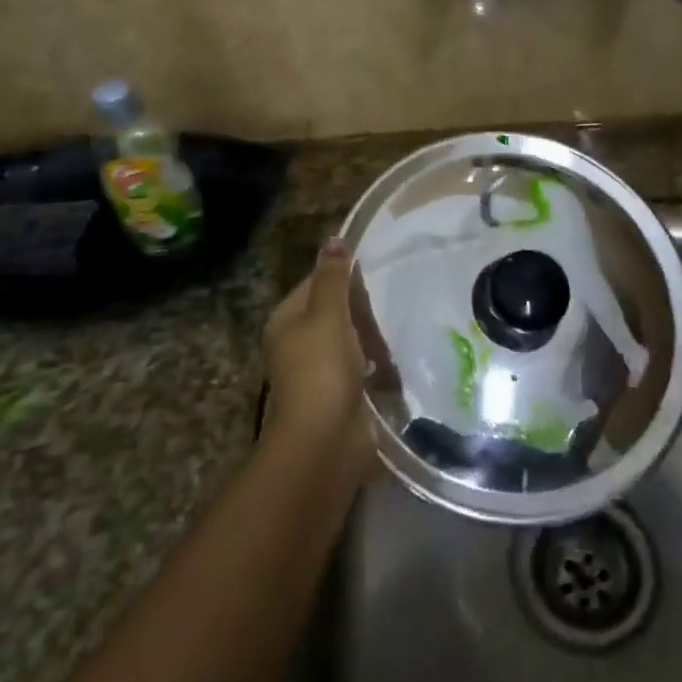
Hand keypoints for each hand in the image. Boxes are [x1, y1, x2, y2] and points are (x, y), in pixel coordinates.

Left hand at [262, 239, 373, 471]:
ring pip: (350, 342)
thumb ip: (333, 278)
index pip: (317, 283)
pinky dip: (376, 368)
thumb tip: (334, 239)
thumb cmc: (322, 369)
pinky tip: (392, 367)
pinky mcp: (339, 397)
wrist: (324, 442)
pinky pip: (361, 371)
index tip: (376, 276)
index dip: (344, 277)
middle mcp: (297, 343)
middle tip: (389, 310)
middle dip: (362, 312)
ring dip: (371, 340)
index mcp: (287, 320)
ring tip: (394, 338)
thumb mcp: (328, 314)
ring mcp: (318, 373)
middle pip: (334, 312)